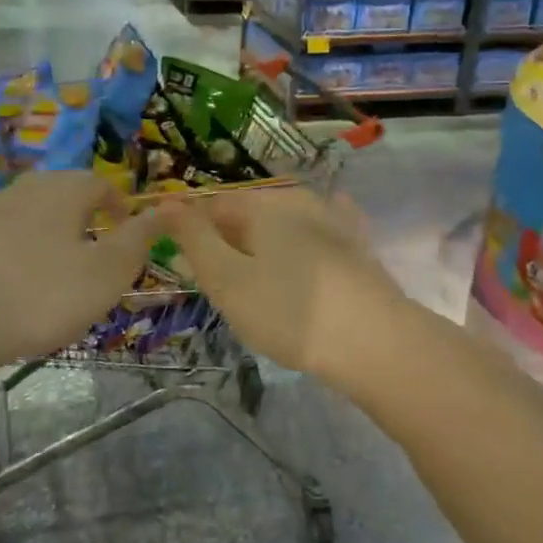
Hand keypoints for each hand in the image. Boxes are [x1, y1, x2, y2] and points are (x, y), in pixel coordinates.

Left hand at [0, 170, 164, 367]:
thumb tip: (169, 208)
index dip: (120, 208)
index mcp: (64, 190)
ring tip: (55, 276)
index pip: (102, 184)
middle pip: (64, 195)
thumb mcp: (106, 272)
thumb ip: (139, 238)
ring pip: (31, 216)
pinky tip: (12, 287)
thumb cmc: (42, 295)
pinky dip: (16, 254)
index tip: (127, 235)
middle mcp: (24, 188)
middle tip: (94, 257)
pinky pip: (1, 238)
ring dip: (49, 237)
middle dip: (84, 220)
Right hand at [159, 185, 408, 390]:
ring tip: (257, 288)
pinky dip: (300, 249)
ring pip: (282, 227)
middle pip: (248, 214)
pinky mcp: (358, 246)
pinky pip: (318, 237)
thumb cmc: (289, 312)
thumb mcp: (227, 278)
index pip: (212, 205)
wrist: (376, 343)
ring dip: (262, 249)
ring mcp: (334, 220)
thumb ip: (193, 238)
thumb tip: (166, 203)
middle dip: (227, 243)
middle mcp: (299, 200)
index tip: (187, 268)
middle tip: (220, 287)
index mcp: (263, 204)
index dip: (191, 233)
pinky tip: (304, 259)